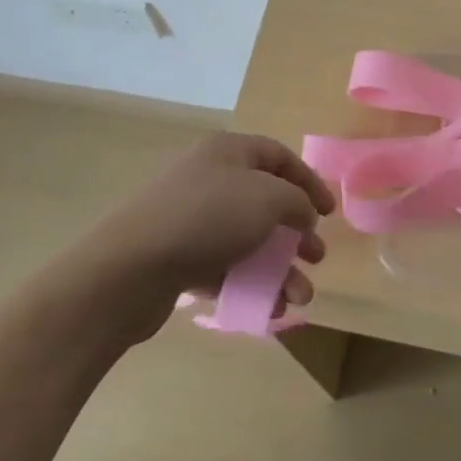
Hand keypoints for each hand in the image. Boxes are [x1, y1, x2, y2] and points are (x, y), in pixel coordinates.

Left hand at [89, 132, 333, 335]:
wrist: (130, 267)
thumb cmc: (207, 218)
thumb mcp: (267, 198)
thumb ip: (296, 201)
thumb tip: (301, 212)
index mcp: (227, 151)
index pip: (278, 156)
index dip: (309, 181)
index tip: (329, 213)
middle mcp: (209, 178)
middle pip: (264, 200)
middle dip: (295, 232)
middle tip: (316, 257)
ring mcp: (191, 218)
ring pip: (247, 239)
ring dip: (278, 268)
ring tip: (298, 298)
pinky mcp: (178, 256)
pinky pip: (224, 267)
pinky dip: (249, 284)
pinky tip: (269, 309)